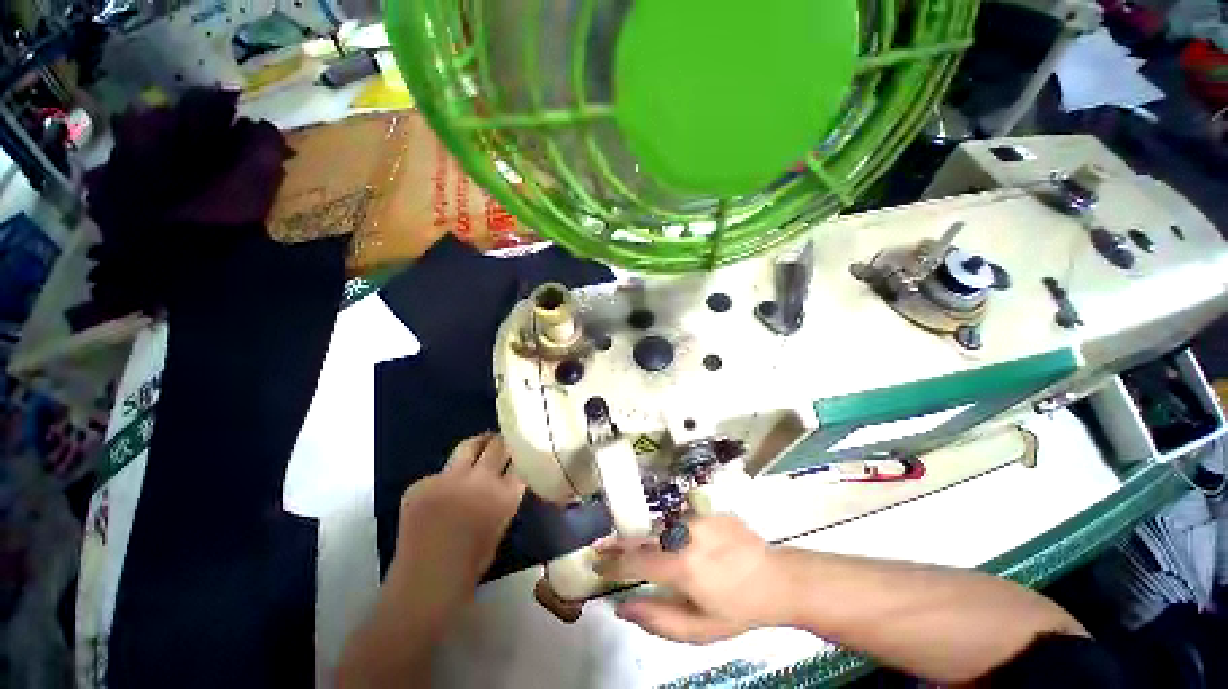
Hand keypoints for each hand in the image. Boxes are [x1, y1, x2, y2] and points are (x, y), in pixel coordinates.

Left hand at [386, 433, 525, 617]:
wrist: (425, 583)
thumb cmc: (471, 563)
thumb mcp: (500, 525)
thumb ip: (504, 496)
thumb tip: (504, 476)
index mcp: (504, 495)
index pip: (520, 460)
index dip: (520, 452)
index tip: (521, 448)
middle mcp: (480, 480)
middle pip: (497, 446)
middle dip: (502, 442)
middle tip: (502, 441)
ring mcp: (448, 479)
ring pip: (469, 446)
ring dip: (478, 444)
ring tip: (481, 443)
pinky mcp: (422, 483)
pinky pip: (440, 472)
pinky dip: (445, 477)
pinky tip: (442, 493)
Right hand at [596, 515, 787, 643]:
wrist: (777, 579)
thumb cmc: (737, 610)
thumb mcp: (699, 630)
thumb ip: (657, 619)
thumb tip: (621, 606)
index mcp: (682, 567)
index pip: (635, 562)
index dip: (612, 562)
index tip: (596, 561)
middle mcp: (686, 534)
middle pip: (644, 536)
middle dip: (621, 542)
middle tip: (603, 546)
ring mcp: (699, 517)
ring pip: (663, 527)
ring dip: (649, 537)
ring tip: (640, 546)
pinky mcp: (709, 510)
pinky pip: (683, 521)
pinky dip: (673, 531)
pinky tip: (681, 541)